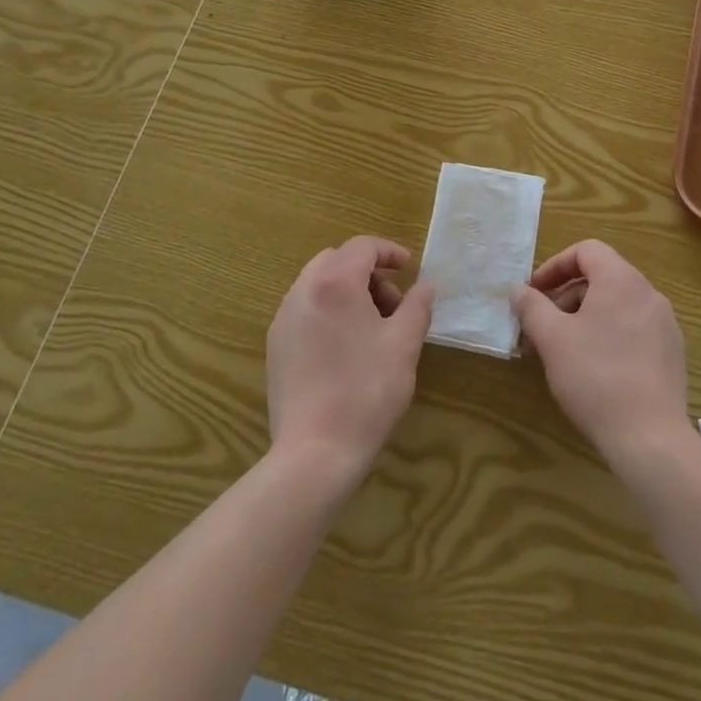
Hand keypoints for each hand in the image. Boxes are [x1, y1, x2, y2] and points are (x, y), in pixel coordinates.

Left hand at [266, 236, 433, 480]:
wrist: (316, 452)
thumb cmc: (367, 390)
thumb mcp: (404, 344)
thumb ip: (417, 306)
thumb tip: (425, 286)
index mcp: (334, 283)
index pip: (362, 247)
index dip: (389, 252)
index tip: (410, 269)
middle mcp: (302, 292)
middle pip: (336, 260)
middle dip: (367, 272)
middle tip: (392, 302)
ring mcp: (283, 320)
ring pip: (317, 284)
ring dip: (347, 291)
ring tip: (372, 327)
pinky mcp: (275, 347)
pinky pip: (304, 310)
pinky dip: (328, 311)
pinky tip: (346, 348)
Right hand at [515, 240, 690, 466]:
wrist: (650, 438)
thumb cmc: (595, 377)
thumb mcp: (552, 339)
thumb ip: (532, 307)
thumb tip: (518, 290)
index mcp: (622, 280)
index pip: (586, 251)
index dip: (555, 266)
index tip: (534, 293)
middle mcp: (648, 293)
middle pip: (601, 278)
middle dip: (566, 297)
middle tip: (542, 329)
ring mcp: (665, 324)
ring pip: (616, 305)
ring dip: (585, 318)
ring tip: (564, 352)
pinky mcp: (672, 353)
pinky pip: (634, 329)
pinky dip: (609, 335)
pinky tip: (594, 370)